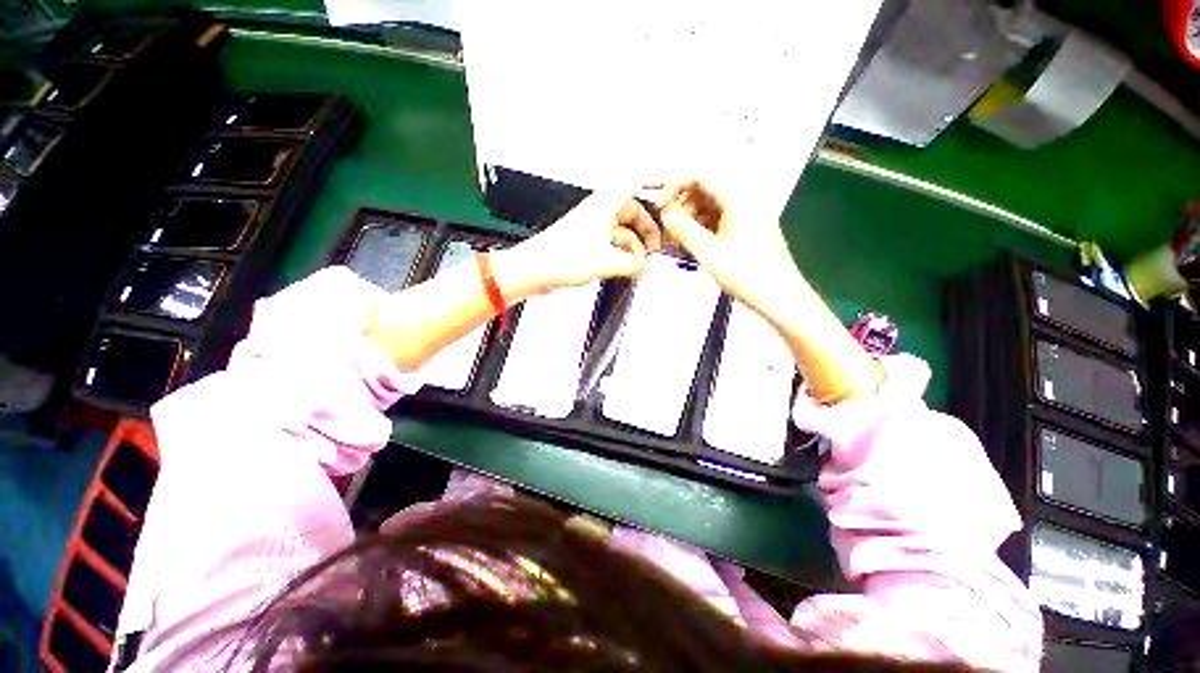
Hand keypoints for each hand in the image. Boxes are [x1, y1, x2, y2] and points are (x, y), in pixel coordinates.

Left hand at [504, 190, 662, 293]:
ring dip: (633, 245)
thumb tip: (651, 267)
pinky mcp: (586, 243)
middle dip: (646, 229)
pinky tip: (625, 267)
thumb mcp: (605, 262)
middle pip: (632, 212)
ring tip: (641, 265)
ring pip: (621, 230)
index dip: (654, 181)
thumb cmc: (562, 259)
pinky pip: (611, 243)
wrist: (533, 270)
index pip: (634, 182)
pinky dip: (621, 253)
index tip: (670, 187)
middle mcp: (599, 213)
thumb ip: (633, 265)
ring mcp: (592, 228)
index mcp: (604, 206)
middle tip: (656, 249)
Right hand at [652, 180, 796, 312]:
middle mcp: (746, 202)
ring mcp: (749, 216)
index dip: (677, 186)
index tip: (663, 203)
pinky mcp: (749, 229)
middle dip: (684, 205)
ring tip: (680, 238)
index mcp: (739, 200)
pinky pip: (721, 219)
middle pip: (707, 191)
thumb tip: (666, 214)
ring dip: (693, 218)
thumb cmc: (749, 276)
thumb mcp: (708, 253)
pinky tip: (695, 243)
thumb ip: (684, 230)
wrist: (778, 296)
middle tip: (670, 224)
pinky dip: (705, 227)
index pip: (702, 177)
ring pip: (713, 206)